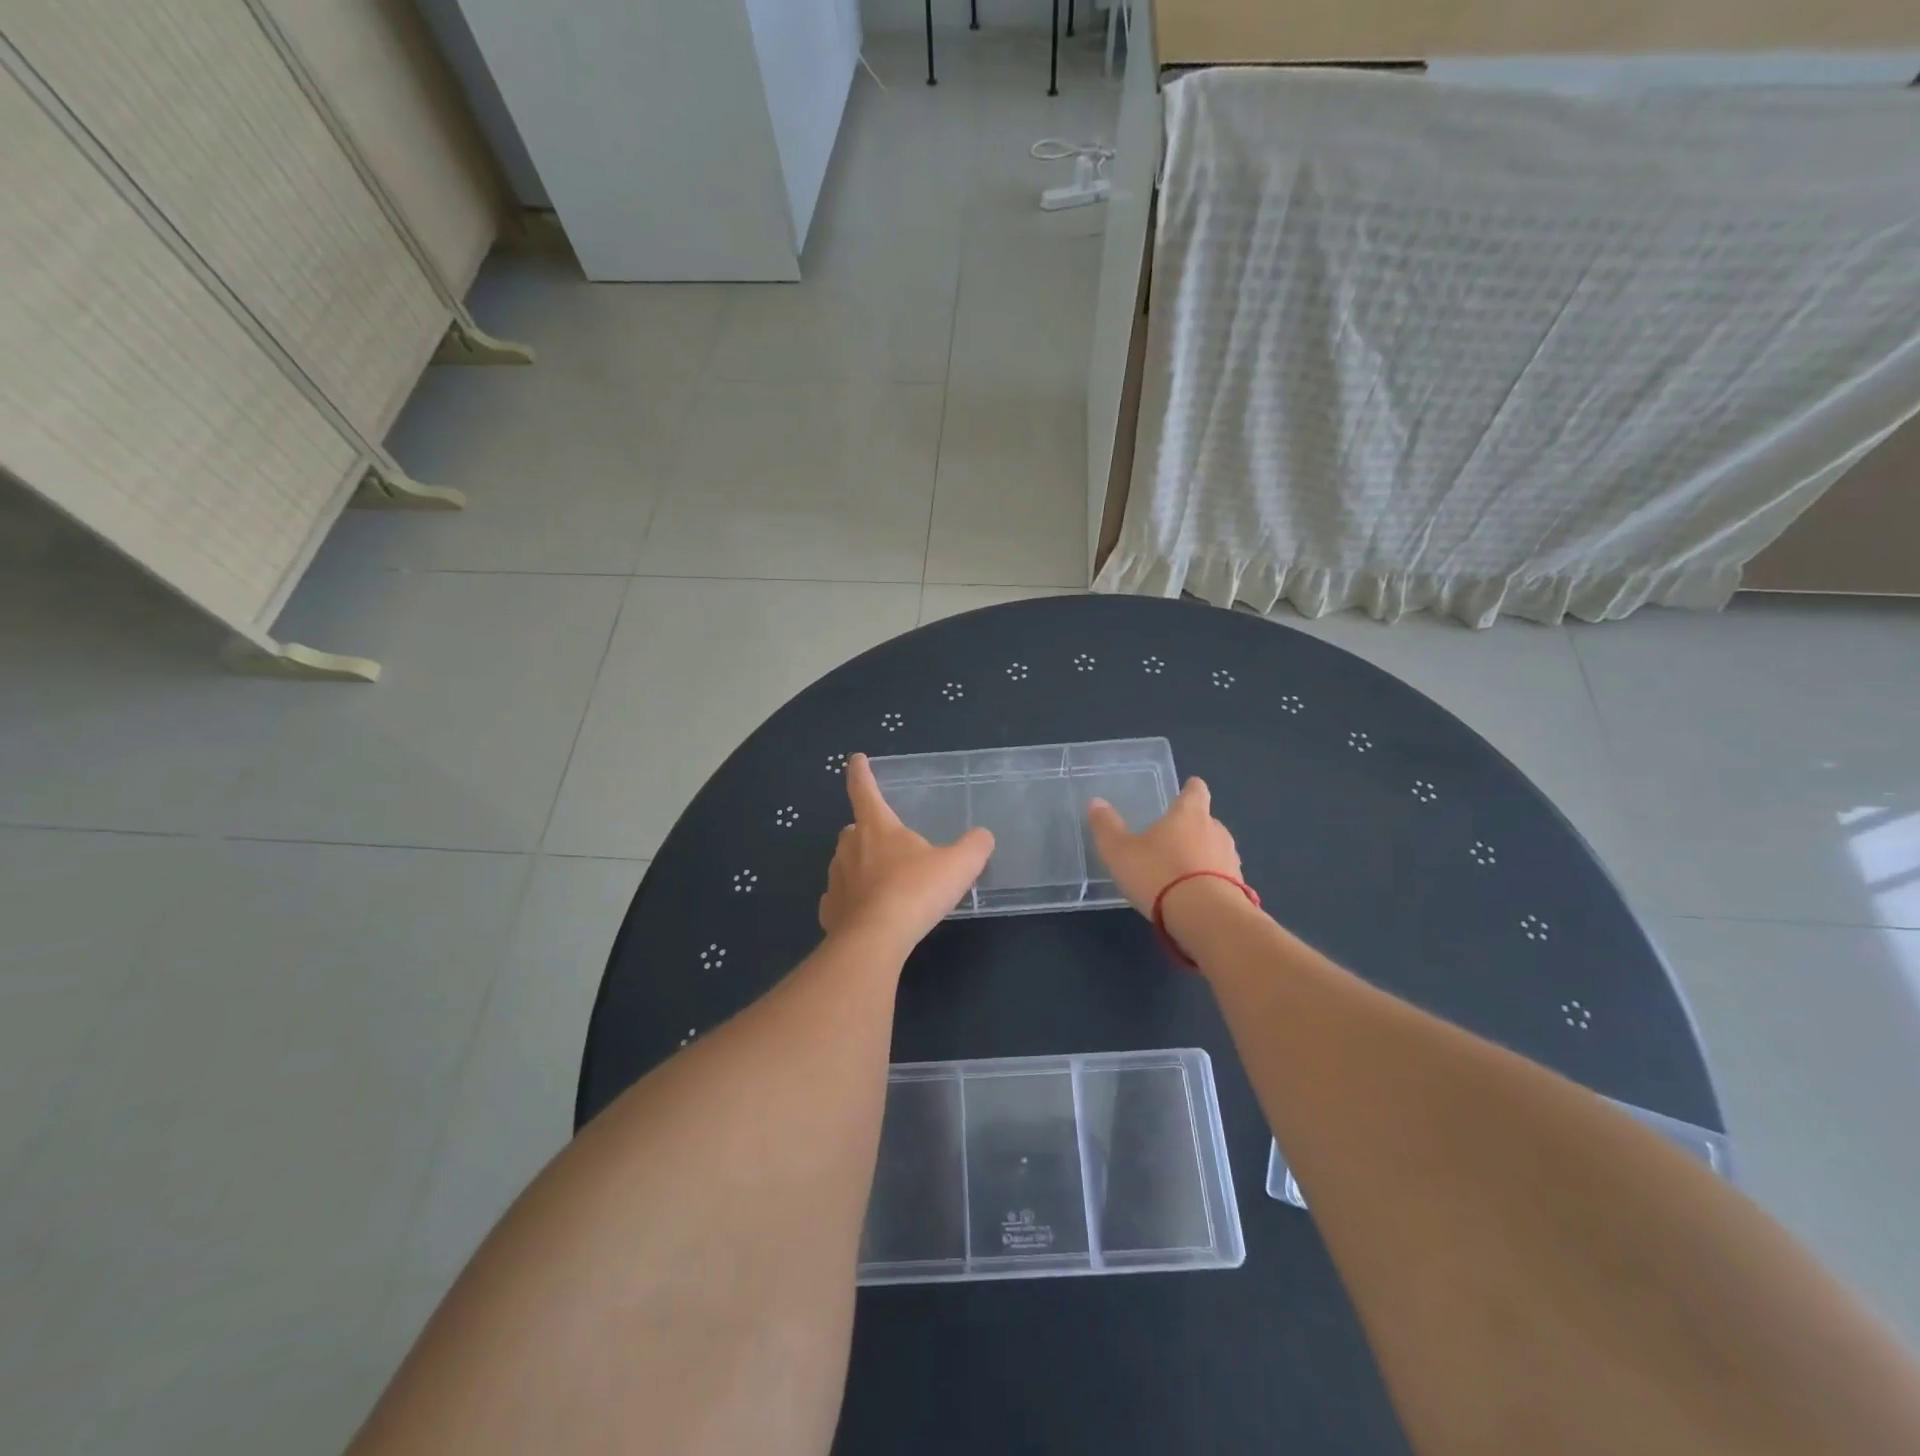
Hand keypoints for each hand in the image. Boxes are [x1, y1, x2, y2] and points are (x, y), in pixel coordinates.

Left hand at [819, 754, 994, 955]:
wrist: (875, 939)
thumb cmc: (915, 891)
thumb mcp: (958, 865)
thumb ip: (974, 846)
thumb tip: (983, 836)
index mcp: (877, 827)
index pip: (864, 789)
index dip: (861, 772)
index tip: (856, 759)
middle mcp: (849, 848)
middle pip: (854, 830)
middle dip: (867, 831)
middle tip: (888, 843)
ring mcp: (836, 880)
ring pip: (845, 864)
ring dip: (861, 867)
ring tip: (885, 884)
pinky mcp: (830, 911)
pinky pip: (840, 900)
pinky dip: (852, 903)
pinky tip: (869, 915)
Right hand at [1086, 777, 1242, 917]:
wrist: (1207, 918)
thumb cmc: (1159, 874)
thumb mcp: (1120, 852)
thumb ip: (1107, 827)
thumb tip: (1096, 802)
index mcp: (1189, 814)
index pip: (1196, 791)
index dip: (1190, 789)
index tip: (1186, 790)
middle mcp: (1216, 831)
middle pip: (1206, 821)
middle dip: (1191, 828)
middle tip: (1170, 840)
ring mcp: (1231, 860)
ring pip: (1216, 850)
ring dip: (1202, 857)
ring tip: (1180, 873)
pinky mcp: (1239, 889)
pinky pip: (1222, 878)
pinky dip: (1210, 882)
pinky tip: (1193, 898)